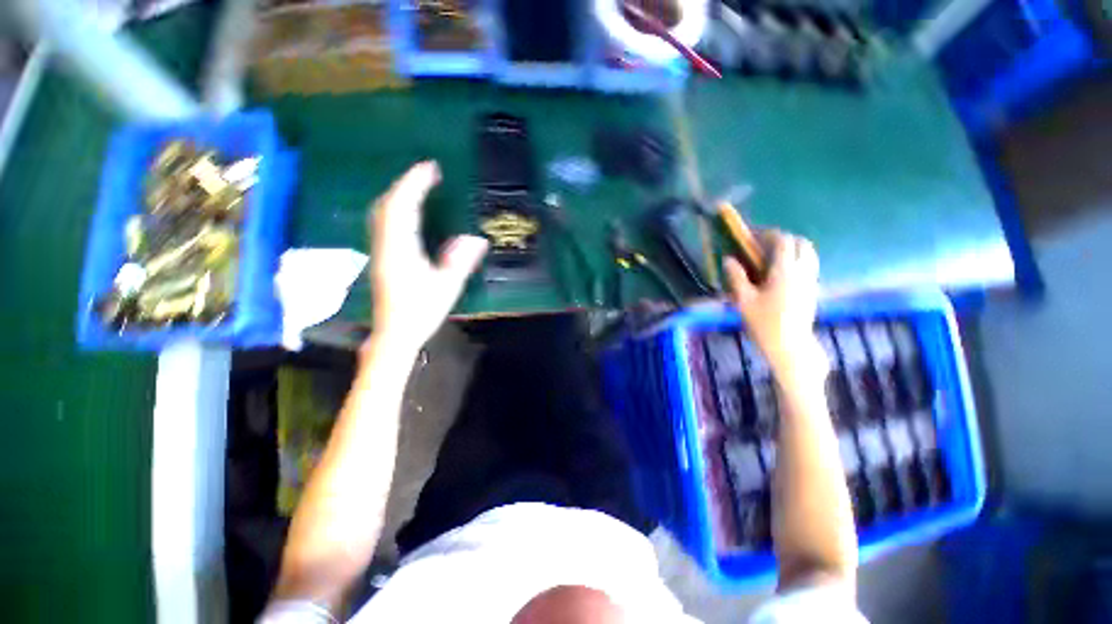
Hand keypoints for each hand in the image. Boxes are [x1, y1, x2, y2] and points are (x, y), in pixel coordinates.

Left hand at [367, 161, 487, 349]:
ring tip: (418, 187)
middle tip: (427, 173)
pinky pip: (384, 223)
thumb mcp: (446, 287)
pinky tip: (407, 212)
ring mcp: (380, 251)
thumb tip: (476, 239)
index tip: (430, 167)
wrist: (394, 334)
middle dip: (406, 184)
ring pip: (382, 213)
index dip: (414, 183)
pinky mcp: (381, 257)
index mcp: (400, 249)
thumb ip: (460, 262)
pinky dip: (395, 208)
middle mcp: (385, 245)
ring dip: (398, 195)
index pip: (403, 207)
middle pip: (387, 205)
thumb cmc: (421, 312)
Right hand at [724, 231, 820, 372]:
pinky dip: (798, 262)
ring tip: (773, 258)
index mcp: (785, 271)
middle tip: (765, 246)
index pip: (783, 241)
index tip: (754, 235)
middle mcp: (803, 272)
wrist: (790, 346)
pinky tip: (782, 274)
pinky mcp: (813, 291)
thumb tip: (729, 259)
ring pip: (810, 255)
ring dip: (794, 249)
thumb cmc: (764, 323)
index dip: (769, 234)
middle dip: (785, 239)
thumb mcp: (744, 300)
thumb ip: (736, 277)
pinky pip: (810, 267)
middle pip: (802, 243)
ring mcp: (811, 281)